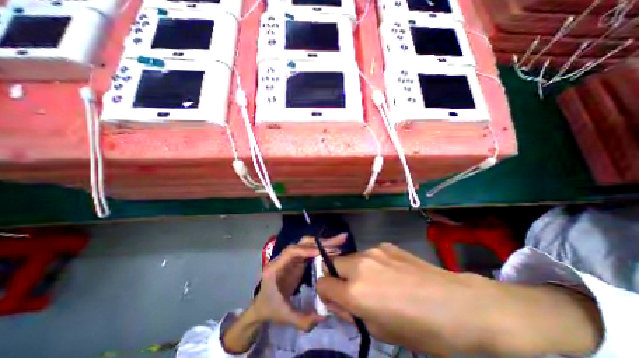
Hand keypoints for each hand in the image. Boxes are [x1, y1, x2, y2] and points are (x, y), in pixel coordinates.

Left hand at [251, 234, 348, 330]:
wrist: (262, 306)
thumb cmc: (270, 309)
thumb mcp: (285, 317)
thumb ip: (302, 320)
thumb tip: (324, 316)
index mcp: (275, 267)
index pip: (291, 252)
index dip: (307, 250)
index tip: (323, 252)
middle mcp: (283, 258)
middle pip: (301, 243)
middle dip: (320, 241)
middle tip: (339, 239)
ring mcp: (291, 259)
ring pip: (307, 244)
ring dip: (323, 243)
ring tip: (340, 242)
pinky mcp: (297, 261)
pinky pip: (310, 251)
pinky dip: (321, 249)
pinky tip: (333, 251)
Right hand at [317, 244, 601, 357]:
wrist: (459, 304)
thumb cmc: (421, 330)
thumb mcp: (381, 331)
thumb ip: (352, 313)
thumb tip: (337, 301)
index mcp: (355, 291)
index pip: (323, 284)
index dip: (325, 293)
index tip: (336, 300)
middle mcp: (359, 264)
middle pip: (333, 264)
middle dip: (337, 277)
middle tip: (354, 292)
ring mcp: (373, 250)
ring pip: (351, 258)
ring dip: (354, 270)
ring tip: (376, 283)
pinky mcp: (386, 245)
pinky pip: (369, 254)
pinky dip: (371, 263)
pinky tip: (391, 273)